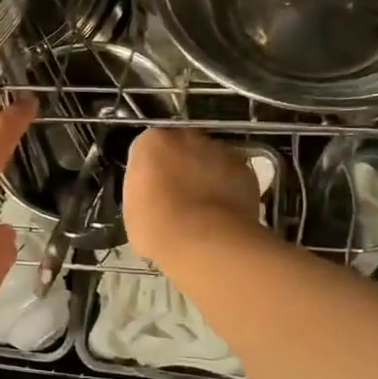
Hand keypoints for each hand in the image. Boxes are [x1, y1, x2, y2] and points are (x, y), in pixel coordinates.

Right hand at [123, 128, 261, 265]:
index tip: (151, 192)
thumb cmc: (158, 226)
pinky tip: (223, 215)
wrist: (206, 241)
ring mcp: (221, 151)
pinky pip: (232, 176)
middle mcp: (187, 137)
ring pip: (210, 159)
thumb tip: (153, 195)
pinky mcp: (246, 170)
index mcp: (152, 142)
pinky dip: (229, 189)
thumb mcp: (132, 210)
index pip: (148, 149)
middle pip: (181, 147)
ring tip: (203, 210)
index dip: (150, 172)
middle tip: (177, 198)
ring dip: (206, 176)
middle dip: (180, 167)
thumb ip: (142, 191)